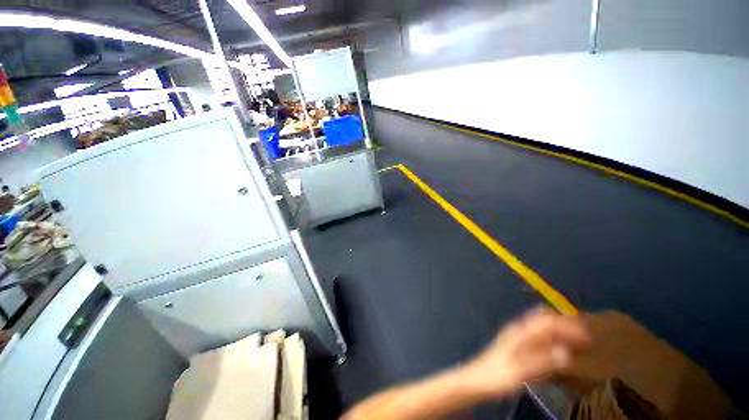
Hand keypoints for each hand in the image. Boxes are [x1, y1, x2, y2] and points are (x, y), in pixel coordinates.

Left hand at [456, 308, 589, 396]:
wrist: (478, 379)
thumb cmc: (499, 375)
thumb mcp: (521, 371)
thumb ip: (543, 361)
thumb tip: (568, 353)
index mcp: (520, 332)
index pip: (547, 321)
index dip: (567, 324)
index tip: (587, 334)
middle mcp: (519, 330)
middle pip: (543, 320)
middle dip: (564, 325)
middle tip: (585, 337)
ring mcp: (516, 337)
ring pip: (541, 328)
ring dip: (558, 332)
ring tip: (576, 343)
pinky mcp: (516, 346)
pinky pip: (537, 338)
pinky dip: (550, 340)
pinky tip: (558, 352)